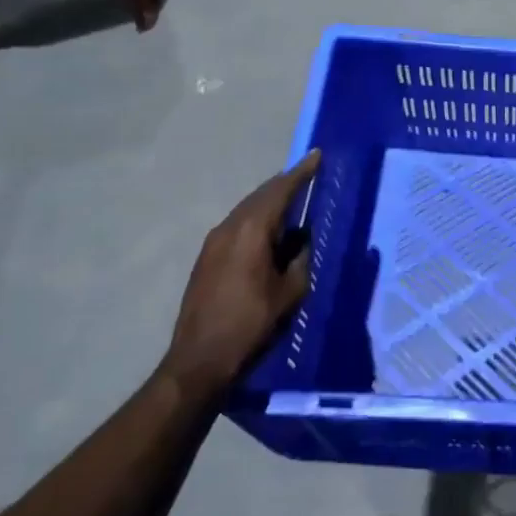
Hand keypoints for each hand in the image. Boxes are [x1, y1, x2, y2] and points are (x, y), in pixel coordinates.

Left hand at [162, 150, 319, 401]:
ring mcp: (213, 243)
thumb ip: (300, 258)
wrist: (199, 361)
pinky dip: (257, 219)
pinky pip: (237, 225)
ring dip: (270, 201)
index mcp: (252, 231)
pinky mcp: (206, 259)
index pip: (280, 191)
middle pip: (261, 195)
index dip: (301, 173)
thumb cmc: (251, 324)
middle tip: (308, 174)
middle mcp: (229, 228)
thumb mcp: (290, 292)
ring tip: (293, 200)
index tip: (317, 155)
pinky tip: (270, 230)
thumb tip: (302, 239)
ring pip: (247, 209)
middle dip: (285, 183)